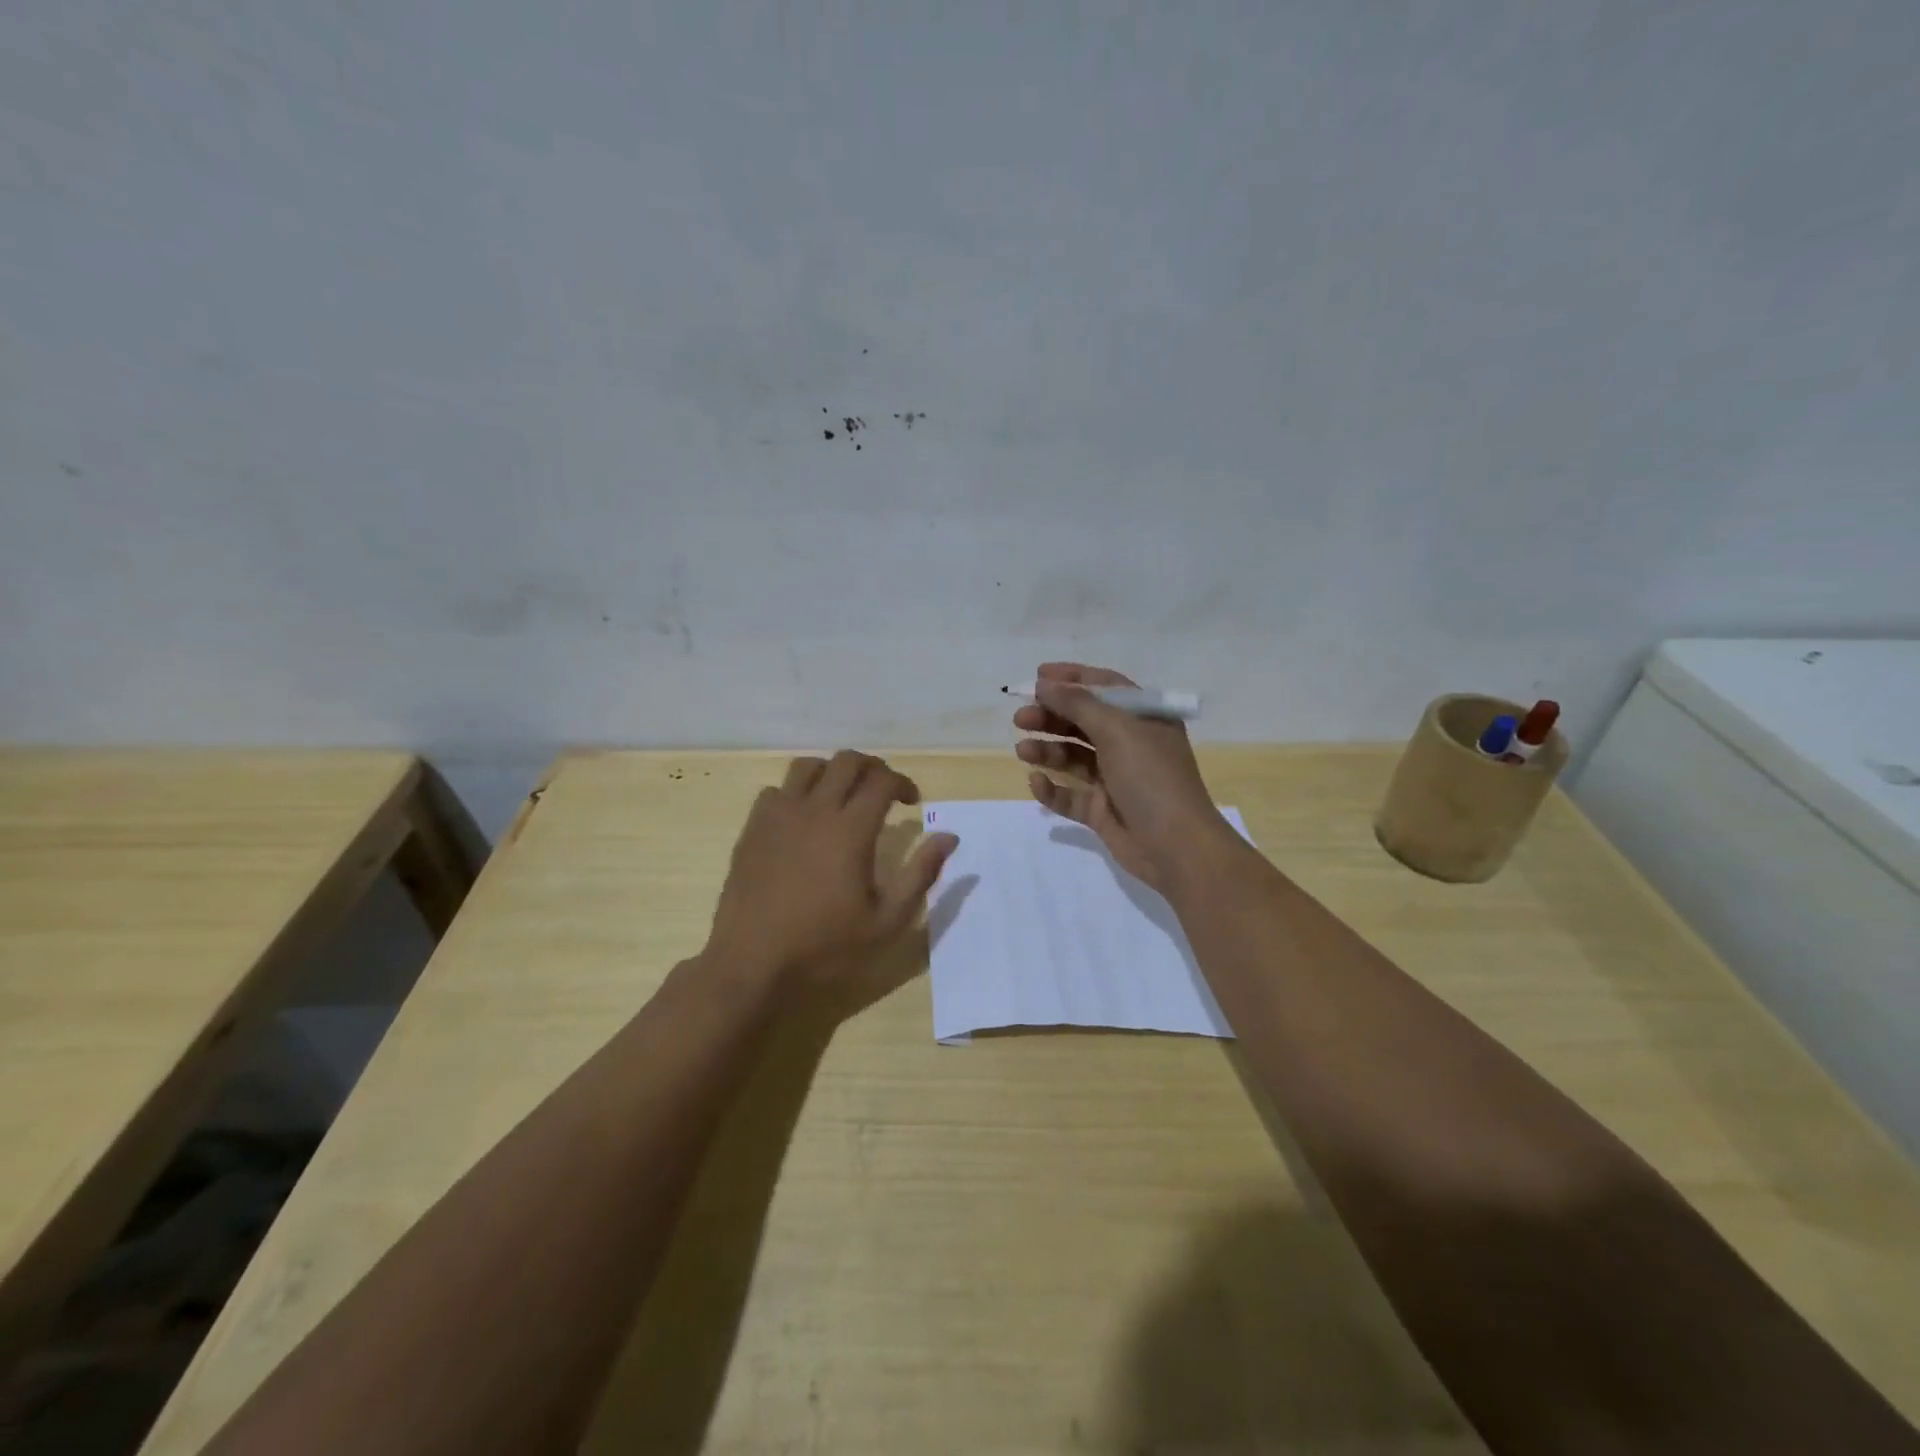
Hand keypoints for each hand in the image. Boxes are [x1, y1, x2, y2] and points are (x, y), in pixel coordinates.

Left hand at [704, 751, 958, 998]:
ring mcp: (778, 816)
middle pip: (847, 761)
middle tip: (884, 791)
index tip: (912, 803)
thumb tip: (949, 836)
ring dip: (833, 772)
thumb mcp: (886, 921)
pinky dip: (797, 792)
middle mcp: (815, 810)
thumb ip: (920, 874)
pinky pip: (776, 790)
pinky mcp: (753, 828)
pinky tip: (802, 818)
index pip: (883, 781)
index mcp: (851, 829)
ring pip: (808, 766)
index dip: (903, 783)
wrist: (751, 963)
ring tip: (843, 795)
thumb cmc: (824, 946)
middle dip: (873, 767)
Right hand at [1013, 662, 1223, 890]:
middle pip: (1083, 721)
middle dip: (1051, 716)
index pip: (1105, 687)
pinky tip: (1036, 782)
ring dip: (1047, 750)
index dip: (1072, 678)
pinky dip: (1052, 788)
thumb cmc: (1151, 777)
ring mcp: (1115, 779)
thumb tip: (1044, 684)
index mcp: (1144, 718)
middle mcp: (1130, 744)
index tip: (1036, 677)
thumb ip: (1078, 703)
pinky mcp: (1102, 810)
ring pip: (1073, 757)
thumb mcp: (1117, 730)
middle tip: (1020, 718)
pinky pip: (1070, 795)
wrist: (1175, 846)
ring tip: (1022, 750)